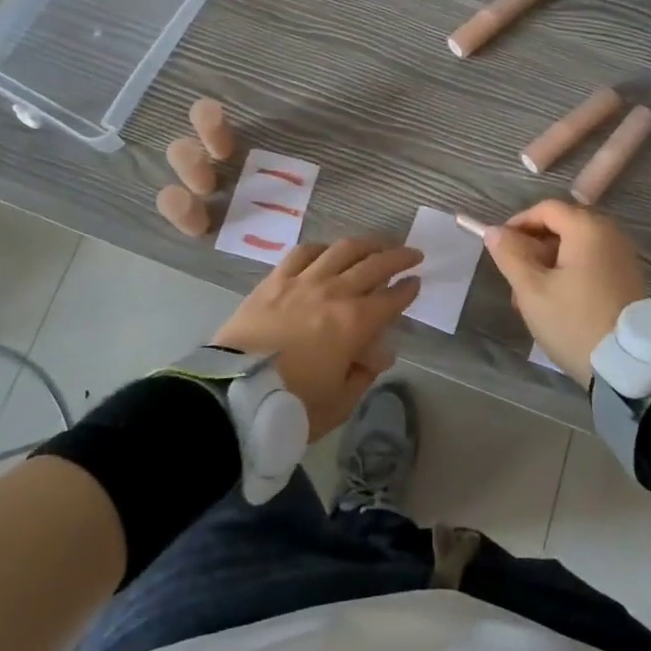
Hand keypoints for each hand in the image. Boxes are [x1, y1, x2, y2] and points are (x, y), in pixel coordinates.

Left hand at [212, 237, 419, 438]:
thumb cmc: (292, 405)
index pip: (391, 298)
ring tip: (376, 245)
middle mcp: (334, 292)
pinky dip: (322, 248)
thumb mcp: (339, 402)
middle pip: (373, 264)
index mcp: (355, 323)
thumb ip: (363, 373)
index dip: (408, 289)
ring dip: (365, 244)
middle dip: (398, 257)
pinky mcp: (275, 280)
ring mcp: (302, 281)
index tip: (417, 283)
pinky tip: (328, 251)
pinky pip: (303, 252)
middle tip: (412, 254)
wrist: (233, 394)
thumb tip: (379, 352)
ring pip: (341, 250)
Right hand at [480, 200, 645, 384]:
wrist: (630, 367)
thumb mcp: (532, 289)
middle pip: (561, 227)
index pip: (546, 209)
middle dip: (532, 249)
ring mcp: (622, 258)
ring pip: (574, 249)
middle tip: (513, 279)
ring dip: (547, 266)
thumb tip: (494, 231)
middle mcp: (610, 235)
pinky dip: (568, 275)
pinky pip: (590, 264)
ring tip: (528, 300)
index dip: (518, 223)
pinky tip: (553, 304)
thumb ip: (510, 255)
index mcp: (588, 229)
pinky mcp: (627, 280)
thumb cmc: (574, 321)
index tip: (500, 248)